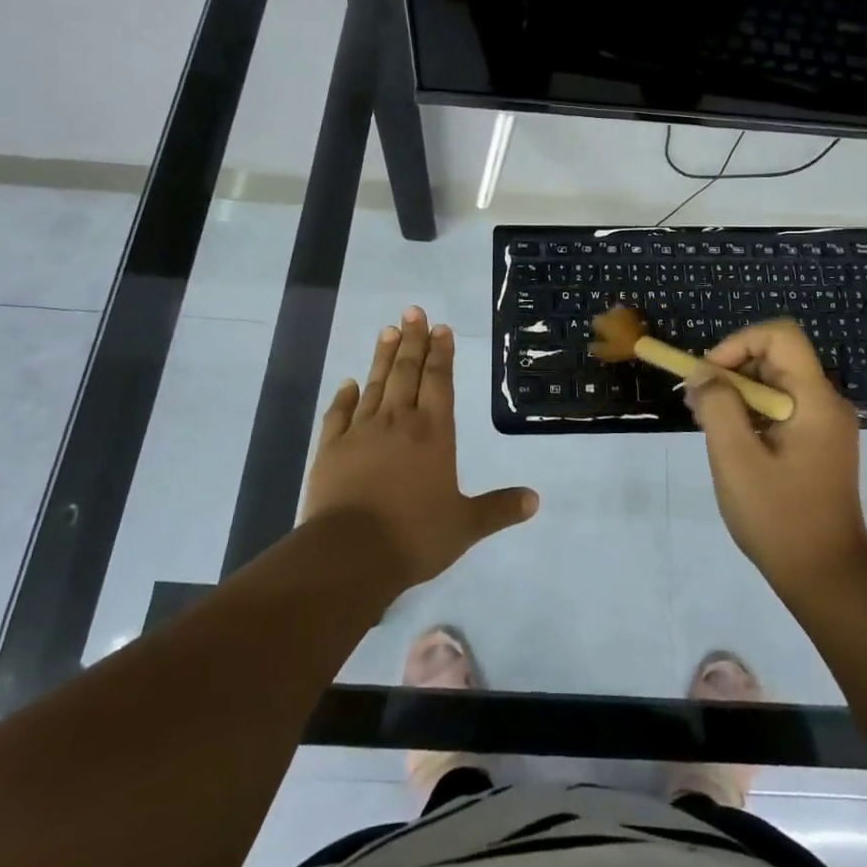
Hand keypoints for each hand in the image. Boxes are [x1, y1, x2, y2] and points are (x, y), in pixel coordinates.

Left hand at [303, 306, 538, 589]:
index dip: (441, 353)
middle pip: (406, 372)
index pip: (439, 382)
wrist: (349, 554)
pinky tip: (347, 382)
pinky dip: (343, 396)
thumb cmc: (414, 536)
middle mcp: (398, 422)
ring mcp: (360, 432)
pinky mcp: (330, 449)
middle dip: (412, 341)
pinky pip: (338, 414)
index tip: (440, 328)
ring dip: (382, 357)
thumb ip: (499, 509)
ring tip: (388, 330)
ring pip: (374, 385)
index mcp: (433, 433)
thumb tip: (535, 500)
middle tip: (413, 312)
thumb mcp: (465, 526)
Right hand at [688, 319, 866, 594]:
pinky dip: (750, 415)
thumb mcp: (736, 459)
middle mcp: (826, 403)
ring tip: (708, 427)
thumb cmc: (779, 517)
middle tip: (698, 405)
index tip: (709, 375)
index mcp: (815, 400)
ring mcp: (825, 425)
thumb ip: (717, 407)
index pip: (780, 335)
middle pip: (775, 359)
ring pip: (774, 384)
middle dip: (731, 372)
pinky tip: (730, 444)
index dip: (739, 343)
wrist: (826, 577)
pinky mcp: (818, 445)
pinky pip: (780, 410)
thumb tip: (703, 374)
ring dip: (737, 395)